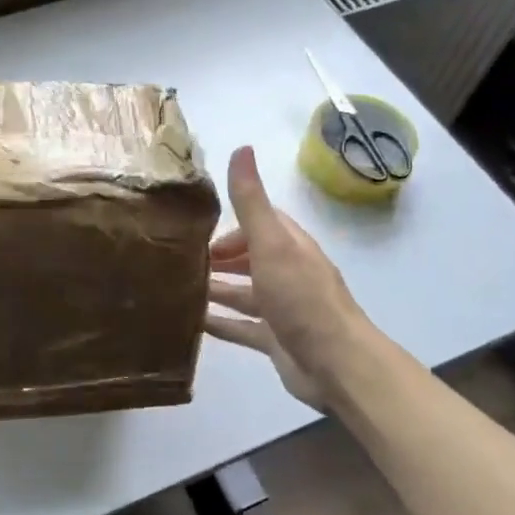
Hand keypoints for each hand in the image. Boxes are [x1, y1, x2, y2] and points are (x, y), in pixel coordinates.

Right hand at [204, 145, 378, 410]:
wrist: (336, 365)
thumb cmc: (301, 298)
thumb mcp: (272, 243)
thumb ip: (251, 201)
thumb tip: (241, 148)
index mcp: (290, 246)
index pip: (260, 223)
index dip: (231, 224)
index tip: (196, 229)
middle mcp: (288, 273)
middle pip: (249, 258)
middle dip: (219, 257)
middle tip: (179, 260)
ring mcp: (282, 309)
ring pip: (243, 293)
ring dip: (216, 288)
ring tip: (177, 287)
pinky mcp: (276, 340)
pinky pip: (242, 327)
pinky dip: (220, 323)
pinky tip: (192, 322)